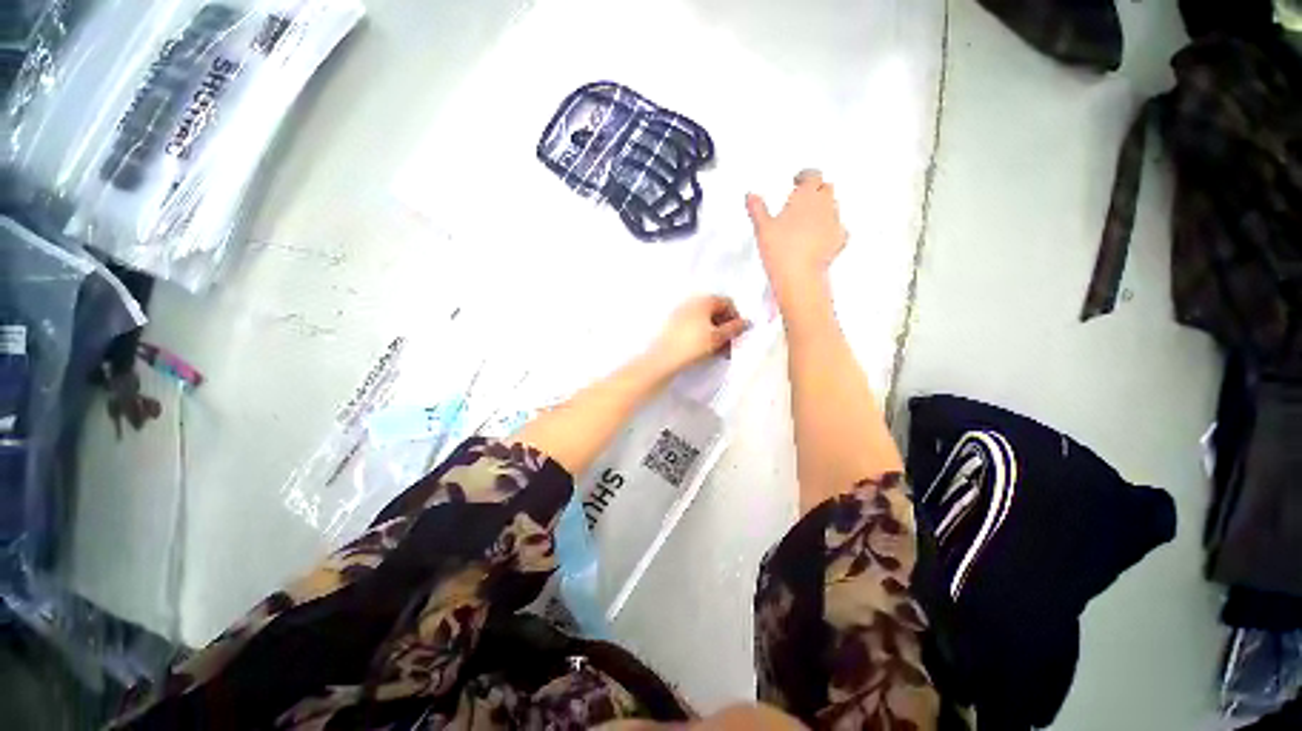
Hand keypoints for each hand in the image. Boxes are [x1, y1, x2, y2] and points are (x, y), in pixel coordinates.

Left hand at [647, 295, 749, 373]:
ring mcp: (681, 313)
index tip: (738, 334)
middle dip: (726, 328)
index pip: (727, 303)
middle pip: (716, 312)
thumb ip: (734, 328)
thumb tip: (747, 322)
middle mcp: (692, 302)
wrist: (663, 359)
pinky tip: (705, 351)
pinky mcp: (674, 325)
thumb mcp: (718, 338)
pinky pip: (694, 327)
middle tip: (730, 346)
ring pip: (705, 321)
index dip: (736, 318)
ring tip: (719, 352)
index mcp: (704, 300)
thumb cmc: (693, 345)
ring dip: (716, 334)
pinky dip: (703, 336)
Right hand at [745, 170, 846, 311]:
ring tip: (810, 217)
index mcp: (806, 196)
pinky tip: (821, 236)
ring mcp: (834, 222)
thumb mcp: (762, 227)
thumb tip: (752, 197)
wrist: (799, 275)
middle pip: (826, 187)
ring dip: (823, 208)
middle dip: (817, 189)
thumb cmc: (783, 250)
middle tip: (805, 195)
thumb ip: (757, 209)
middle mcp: (824, 205)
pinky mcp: (839, 240)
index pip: (812, 174)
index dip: (805, 175)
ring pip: (833, 206)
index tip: (799, 179)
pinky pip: (838, 228)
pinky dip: (830, 228)